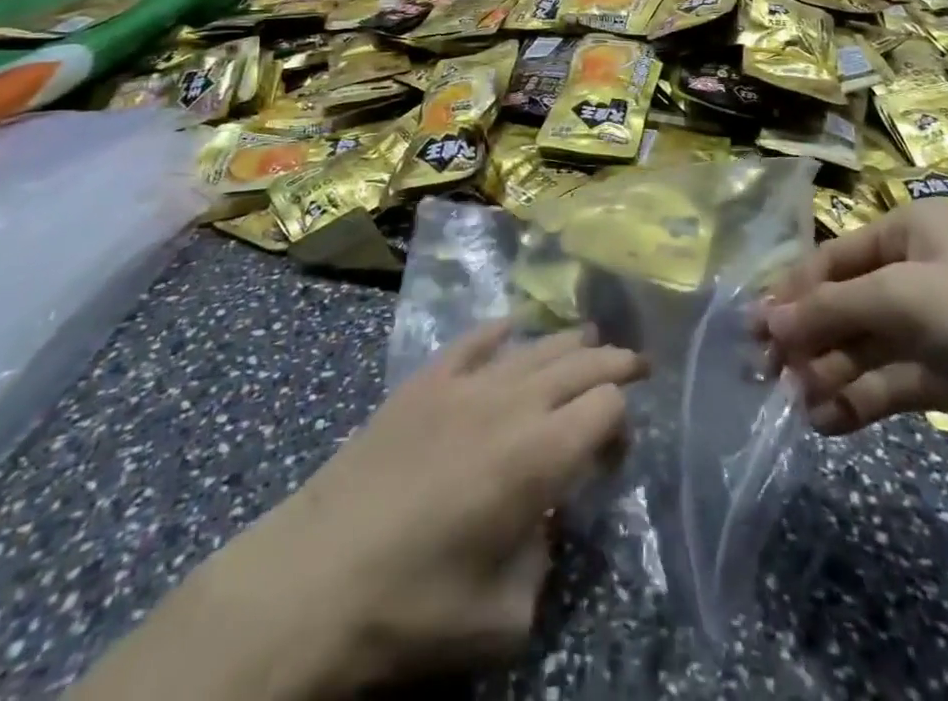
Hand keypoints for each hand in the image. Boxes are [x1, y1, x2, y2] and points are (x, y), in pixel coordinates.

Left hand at [192, 323, 645, 697]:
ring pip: (532, 346)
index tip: (617, 451)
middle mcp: (509, 403)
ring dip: (567, 342)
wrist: (310, 580)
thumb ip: (543, 561)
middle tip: (637, 364)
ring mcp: (462, 384)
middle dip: (614, 361)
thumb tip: (542, 519)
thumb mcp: (502, 619)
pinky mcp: (422, 382)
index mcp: (537, 455)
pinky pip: (471, 342)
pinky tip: (509, 328)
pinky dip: (497, 333)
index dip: (623, 420)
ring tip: (590, 338)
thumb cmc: (410, 609)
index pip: (605, 406)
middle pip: (578, 362)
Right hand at [759, 200, 947, 486]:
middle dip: (809, 337)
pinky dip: (862, 399)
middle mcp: (920, 270)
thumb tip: (767, 321)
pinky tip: (829, 422)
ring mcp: (938, 326)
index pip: (833, 257)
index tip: (753, 328)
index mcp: (910, 230)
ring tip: (798, 405)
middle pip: (847, 302)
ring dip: (831, 373)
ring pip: (867, 346)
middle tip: (766, 373)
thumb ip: (830, 309)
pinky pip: (894, 381)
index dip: (792, 291)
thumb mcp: (903, 299)